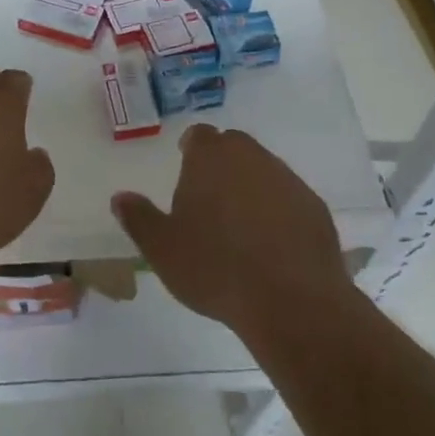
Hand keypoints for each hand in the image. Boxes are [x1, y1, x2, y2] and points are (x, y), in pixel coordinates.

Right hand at [111, 125, 351, 338]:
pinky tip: (271, 244)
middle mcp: (251, 157)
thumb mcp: (162, 248)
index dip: (191, 148)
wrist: (291, 299)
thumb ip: (139, 218)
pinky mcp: (314, 206)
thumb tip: (120, 197)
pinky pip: (288, 198)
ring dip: (250, 186)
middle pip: (233, 147)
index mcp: (210, 158)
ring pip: (263, 170)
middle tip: (209, 196)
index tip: (185, 166)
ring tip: (239, 224)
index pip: (199, 136)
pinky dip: (278, 211)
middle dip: (221, 163)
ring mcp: (287, 179)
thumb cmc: (215, 267)